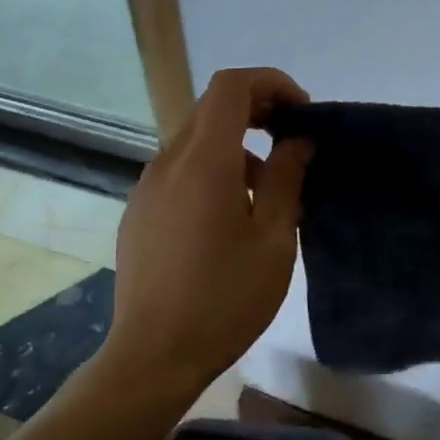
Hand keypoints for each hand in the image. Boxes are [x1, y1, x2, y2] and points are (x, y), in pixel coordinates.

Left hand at [109, 67, 312, 390]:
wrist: (153, 356)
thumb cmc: (224, 300)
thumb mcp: (273, 241)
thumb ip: (287, 180)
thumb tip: (297, 141)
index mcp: (204, 163)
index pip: (231, 87)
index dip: (271, 83)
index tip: (301, 112)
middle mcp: (168, 163)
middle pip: (212, 110)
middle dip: (258, 114)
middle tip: (293, 148)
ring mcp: (147, 187)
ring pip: (197, 144)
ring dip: (237, 151)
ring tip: (269, 200)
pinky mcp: (139, 211)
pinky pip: (180, 172)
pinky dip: (212, 173)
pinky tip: (229, 222)